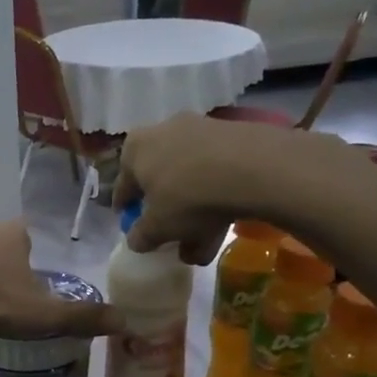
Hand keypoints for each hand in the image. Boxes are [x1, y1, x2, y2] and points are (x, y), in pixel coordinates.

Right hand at [112, 113, 376, 261]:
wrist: (253, 168)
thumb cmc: (188, 197)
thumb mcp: (158, 228)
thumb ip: (141, 236)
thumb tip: (136, 240)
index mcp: (135, 148)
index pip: (123, 185)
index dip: (127, 210)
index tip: (133, 228)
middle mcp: (164, 130)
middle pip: (160, 180)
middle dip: (166, 213)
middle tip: (171, 238)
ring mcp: (201, 129)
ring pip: (190, 179)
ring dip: (194, 213)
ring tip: (203, 246)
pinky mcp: (233, 135)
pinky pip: (216, 173)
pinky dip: (216, 198)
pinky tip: (224, 225)